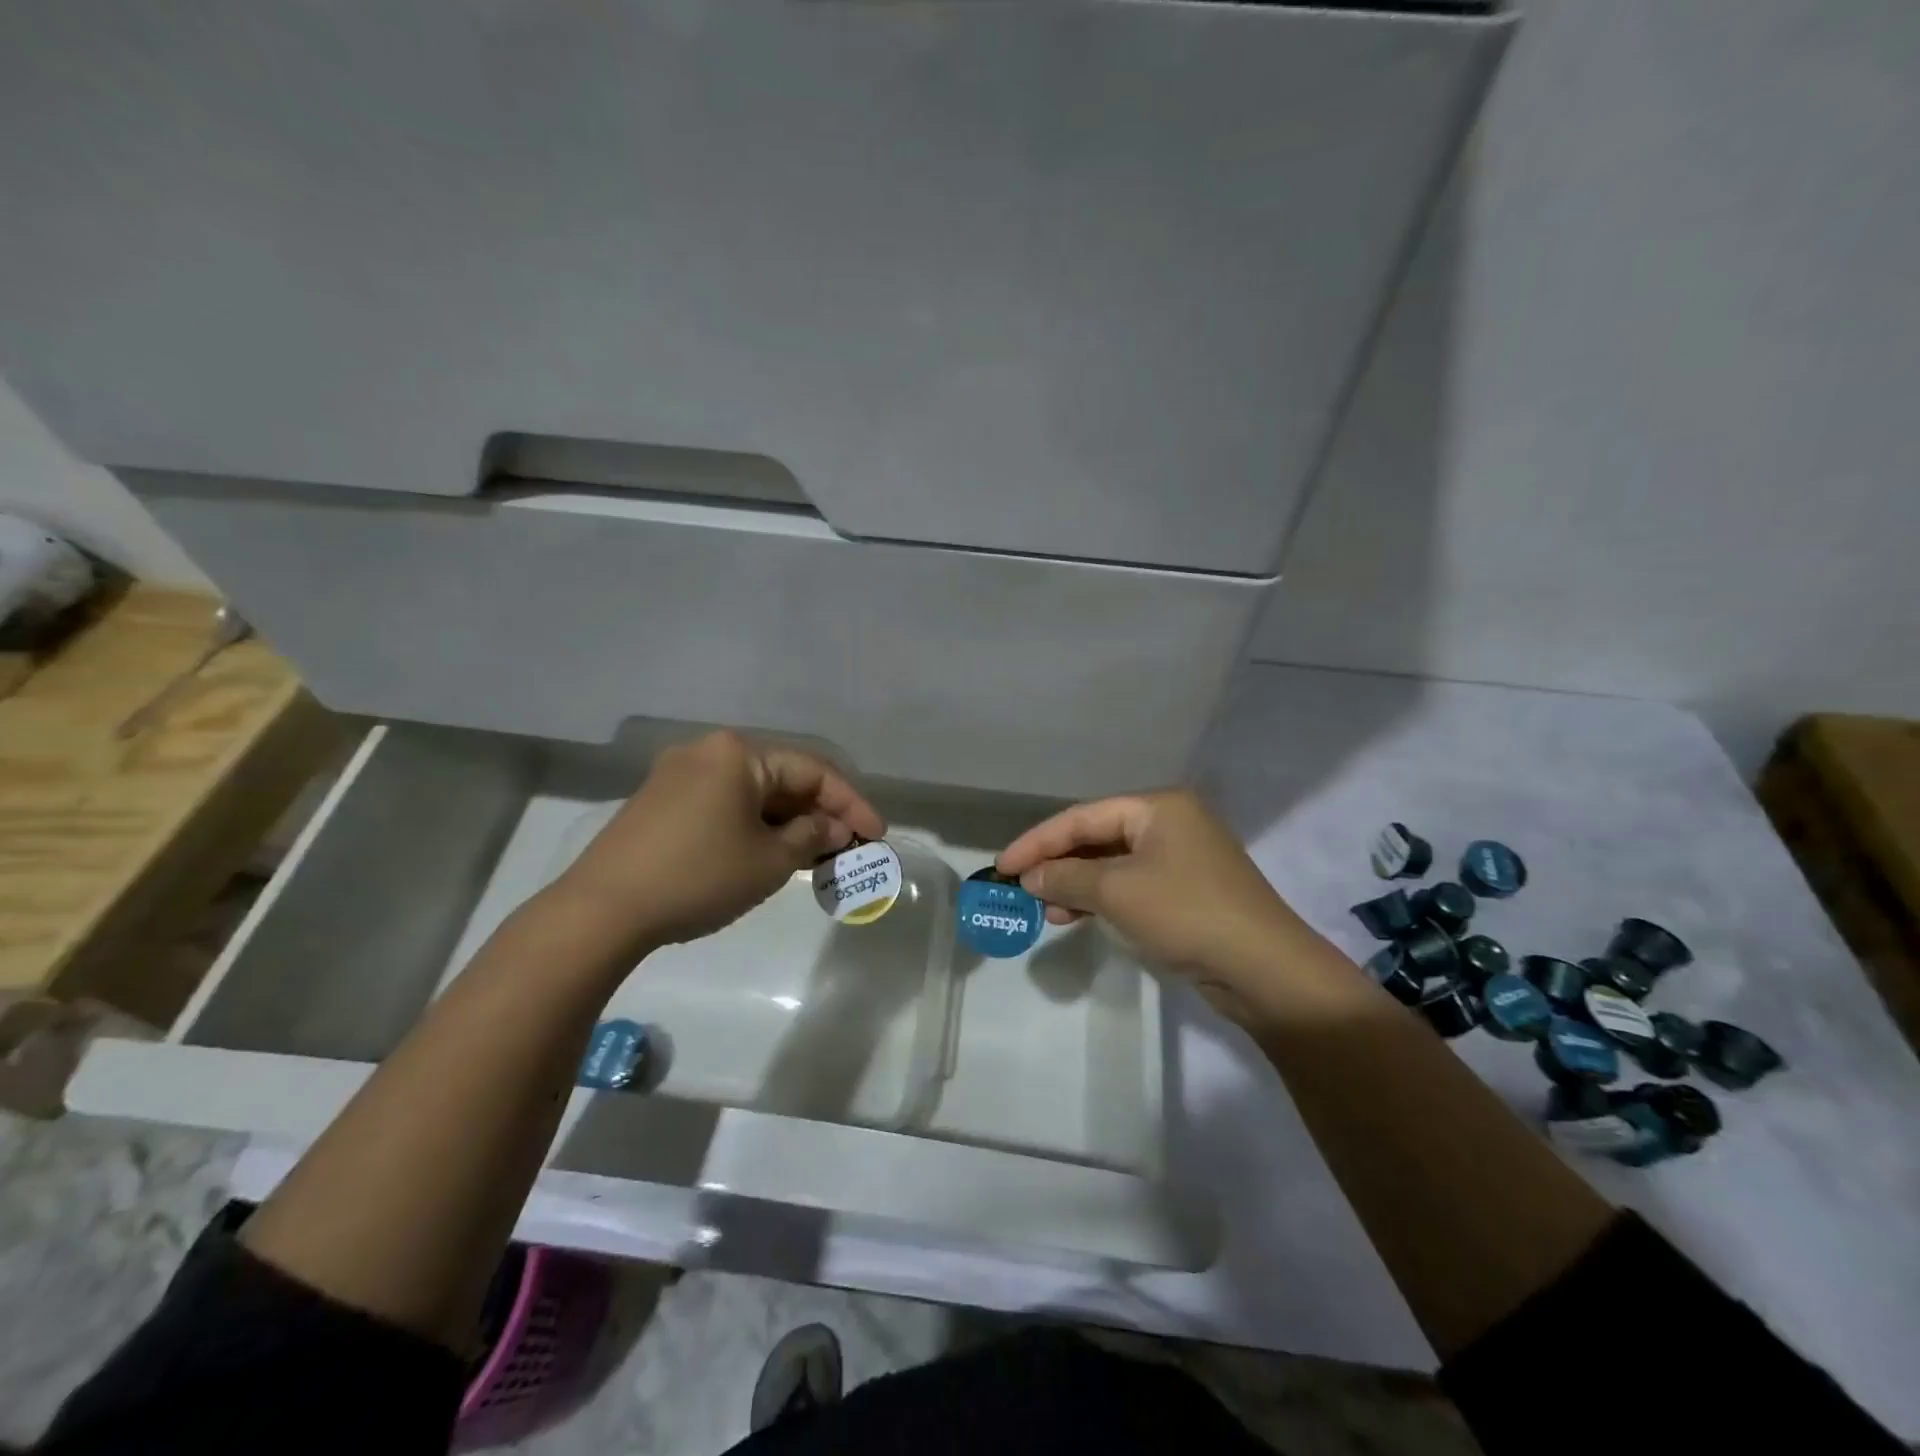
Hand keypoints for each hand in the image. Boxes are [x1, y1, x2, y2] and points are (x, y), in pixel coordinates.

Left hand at [547, 730, 886, 956]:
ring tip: (815, 858)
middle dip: (818, 815)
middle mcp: (708, 752)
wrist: (602, 910)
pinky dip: (755, 827)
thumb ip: (812, 837)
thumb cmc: (699, 876)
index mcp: (739, 753)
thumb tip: (834, 828)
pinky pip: (724, 806)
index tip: (877, 837)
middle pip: (782, 780)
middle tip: (848, 850)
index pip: (813, 772)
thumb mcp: (770, 861)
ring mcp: (678, 776)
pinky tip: (769, 855)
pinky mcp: (660, 803)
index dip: (851, 805)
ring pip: (753, 795)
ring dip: (788, 824)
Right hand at [996, 790, 1316, 1015]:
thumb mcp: (1117, 892)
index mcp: (1158, 807)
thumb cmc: (1186, 913)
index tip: (1002, 866)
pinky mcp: (1188, 892)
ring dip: (1076, 886)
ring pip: (1113, 865)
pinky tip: (1077, 918)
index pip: (1083, 817)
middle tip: (1021, 889)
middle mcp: (1171, 823)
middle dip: (1057, 864)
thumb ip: (1066, 877)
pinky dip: (1102, 900)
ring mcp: (1182, 858)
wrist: (1265, 970)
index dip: (1038, 841)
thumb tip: (1029, 877)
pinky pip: (1132, 886)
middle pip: (1098, 837)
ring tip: (1046, 912)